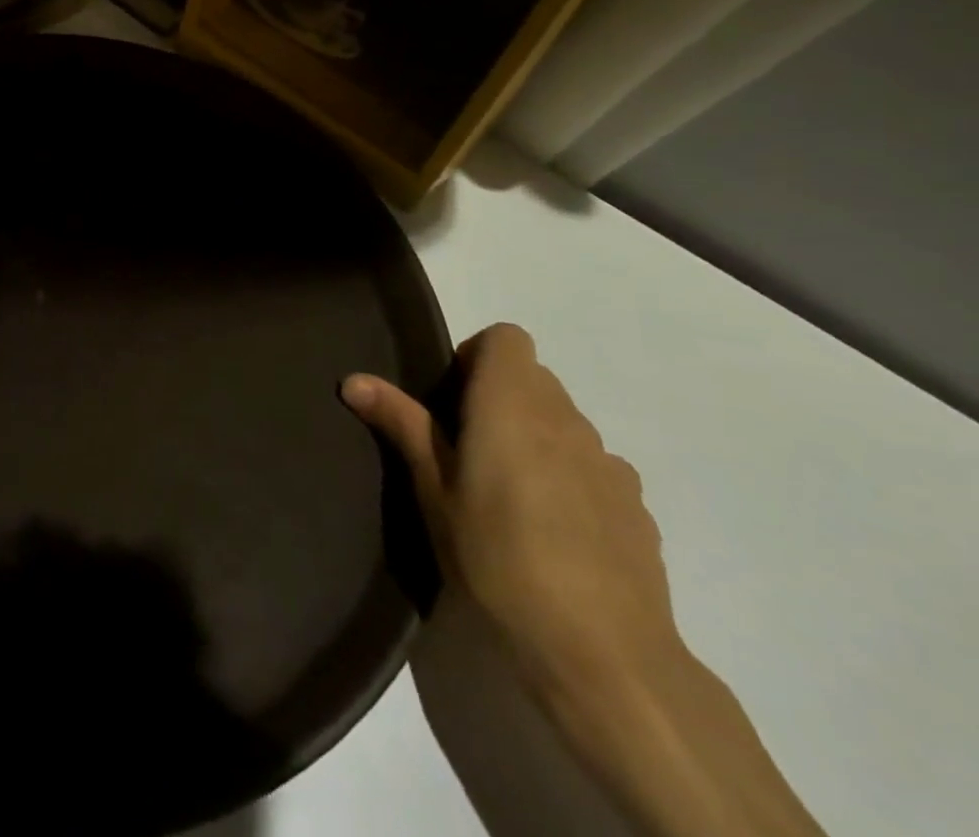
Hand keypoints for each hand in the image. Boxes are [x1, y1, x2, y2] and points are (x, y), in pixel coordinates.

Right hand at [343, 323, 679, 702]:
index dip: (476, 356)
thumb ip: (402, 425)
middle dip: (498, 398)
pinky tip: (553, 532)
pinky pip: (593, 467)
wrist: (604, 654)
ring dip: (535, 438)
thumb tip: (354, 379)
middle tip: (464, 450)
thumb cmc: (498, 558)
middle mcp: (567, 421)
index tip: (450, 401)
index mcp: (512, 405)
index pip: (507, 338)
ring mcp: (610, 465)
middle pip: (534, 379)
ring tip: (508, 497)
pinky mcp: (638, 509)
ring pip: (564, 423)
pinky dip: (569, 477)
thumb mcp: (433, 491)